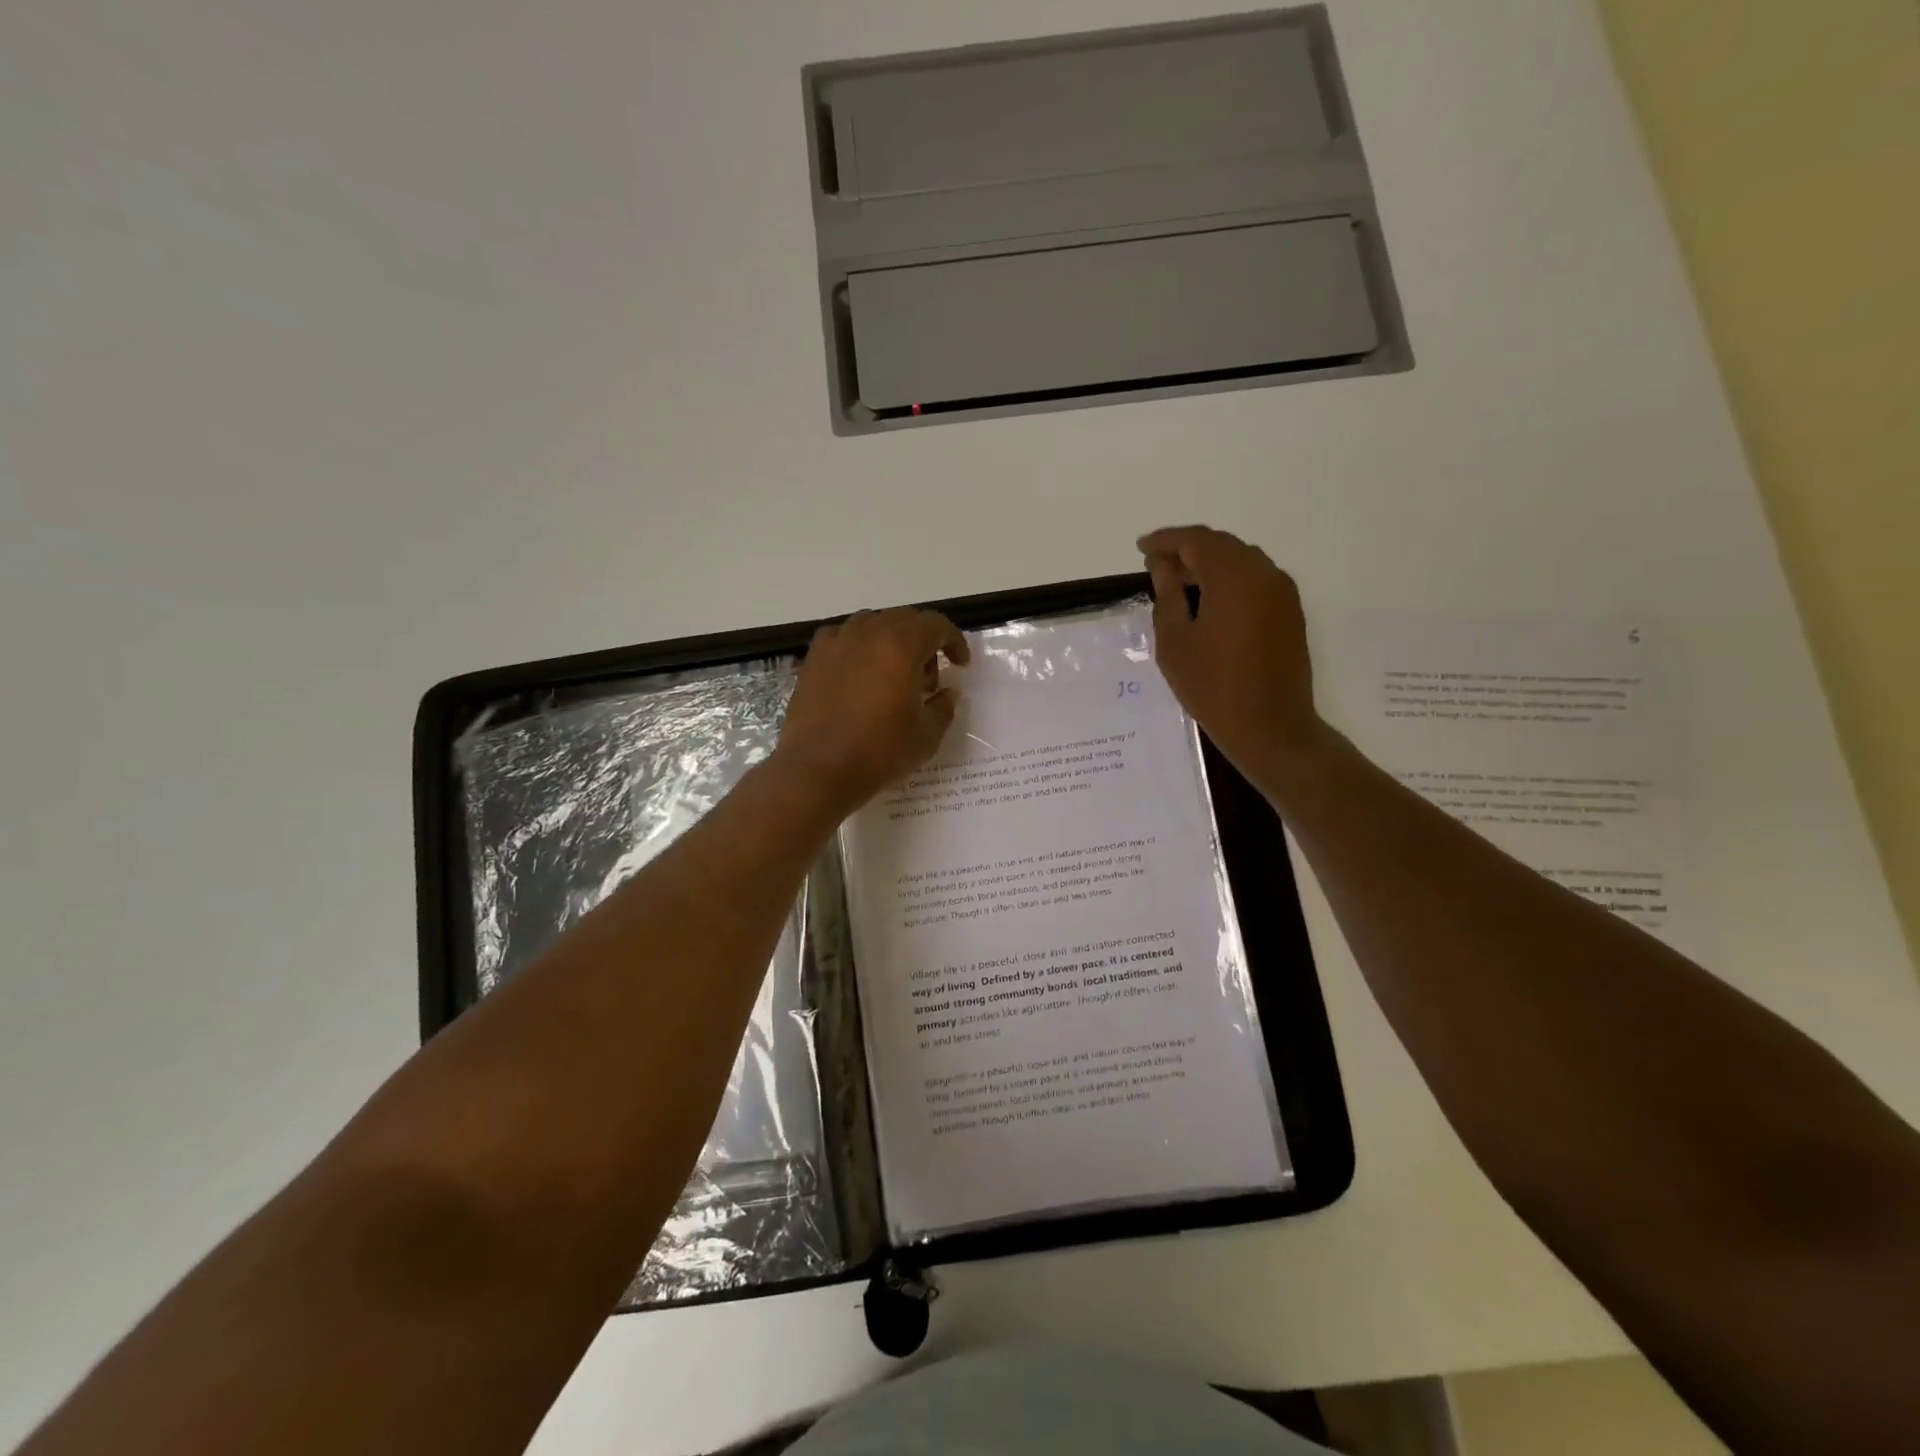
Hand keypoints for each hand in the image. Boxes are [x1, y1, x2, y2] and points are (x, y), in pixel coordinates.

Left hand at [776, 607, 970, 812]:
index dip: (953, 641)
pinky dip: (859, 648)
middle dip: (924, 642)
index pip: (935, 625)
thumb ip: (943, 707)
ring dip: (891, 641)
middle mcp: (868, 634)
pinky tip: (859, 674)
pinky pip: (843, 637)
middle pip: (904, 620)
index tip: (960, 664)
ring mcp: (836, 643)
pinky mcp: (813, 659)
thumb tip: (947, 693)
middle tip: (928, 679)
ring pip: (872, 624)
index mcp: (900, 647)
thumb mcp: (927, 736)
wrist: (818, 770)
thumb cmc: (879, 753)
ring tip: (893, 676)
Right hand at [1139, 525, 1327, 789]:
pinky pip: (1255, 580)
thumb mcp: (1175, 642)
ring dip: (1209, 565)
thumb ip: (1167, 595)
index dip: (1165, 540)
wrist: (1271, 727)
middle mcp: (1264, 573)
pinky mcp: (1290, 612)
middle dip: (1187, 550)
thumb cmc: (1213, 686)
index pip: (1196, 540)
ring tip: (1179, 583)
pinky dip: (1229, 581)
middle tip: (1156, 565)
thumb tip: (1163, 567)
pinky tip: (1209, 602)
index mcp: (1233, 577)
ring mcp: (1282, 592)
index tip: (1141, 548)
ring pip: (1241, 561)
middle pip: (1221, 546)